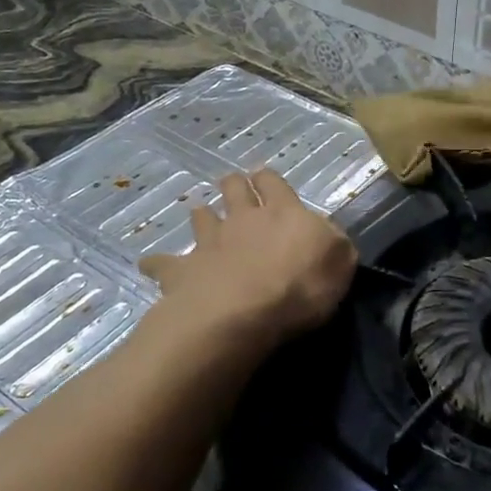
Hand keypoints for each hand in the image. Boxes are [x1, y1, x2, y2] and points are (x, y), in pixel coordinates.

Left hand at [138, 169, 356, 349]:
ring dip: (202, 216)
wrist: (241, 313)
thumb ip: (334, 244)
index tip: (264, 177)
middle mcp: (243, 219)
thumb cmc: (300, 286)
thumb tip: (327, 234)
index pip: (274, 184)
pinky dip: (159, 263)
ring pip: (202, 217)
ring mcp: (209, 242)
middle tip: (233, 185)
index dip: (268, 179)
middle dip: (234, 185)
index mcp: (283, 212)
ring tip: (202, 216)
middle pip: (234, 190)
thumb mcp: (339, 263)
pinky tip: (151, 265)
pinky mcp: (182, 270)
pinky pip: (164, 263)